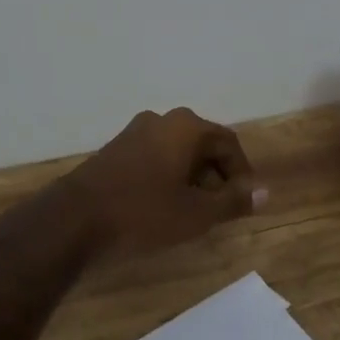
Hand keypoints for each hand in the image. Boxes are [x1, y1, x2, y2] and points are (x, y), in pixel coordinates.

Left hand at [61, 108, 266, 254]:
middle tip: (219, 209)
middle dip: (216, 175)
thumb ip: (233, 201)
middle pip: (203, 144)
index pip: (228, 144)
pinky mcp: (115, 149)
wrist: (74, 220)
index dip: (242, 174)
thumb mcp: (196, 213)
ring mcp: (135, 132)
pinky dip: (168, 177)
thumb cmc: (143, 212)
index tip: (244, 202)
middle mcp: (163, 119)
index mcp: (187, 126)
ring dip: (192, 177)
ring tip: (192, 211)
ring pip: (178, 151)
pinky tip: (162, 205)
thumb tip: (265, 193)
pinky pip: (155, 157)